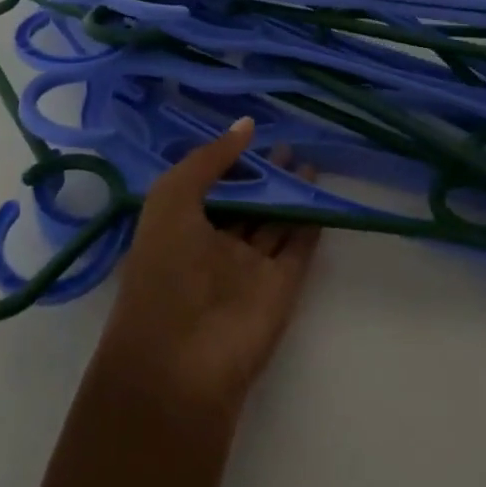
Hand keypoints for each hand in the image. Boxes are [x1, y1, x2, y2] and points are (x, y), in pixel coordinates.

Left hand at [94, 119, 320, 418]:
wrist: (180, 360)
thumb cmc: (164, 268)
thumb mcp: (173, 197)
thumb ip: (209, 159)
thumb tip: (247, 126)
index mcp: (182, 226)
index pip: (212, 185)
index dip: (231, 160)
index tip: (254, 133)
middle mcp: (216, 245)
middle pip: (247, 202)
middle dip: (266, 175)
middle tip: (291, 143)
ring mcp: (250, 267)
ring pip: (276, 221)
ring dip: (291, 193)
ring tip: (309, 160)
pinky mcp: (281, 286)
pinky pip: (299, 246)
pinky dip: (311, 222)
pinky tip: (320, 195)